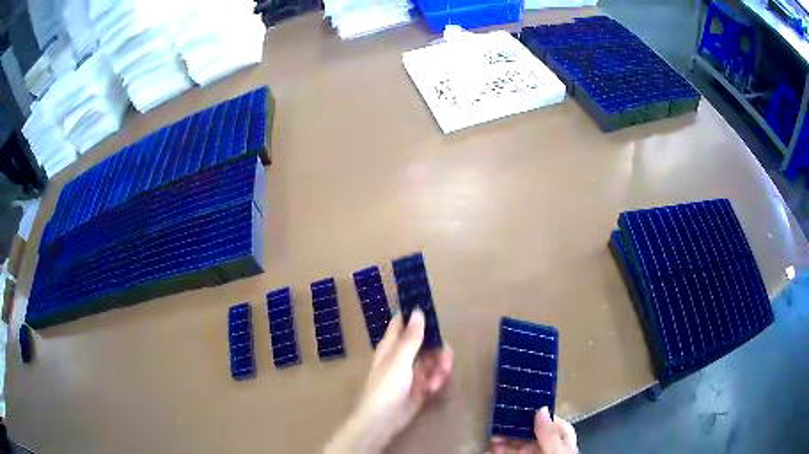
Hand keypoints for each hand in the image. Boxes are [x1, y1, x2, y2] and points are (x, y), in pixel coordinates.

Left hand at [325, 310, 453, 452]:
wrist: (382, 421)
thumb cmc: (386, 388)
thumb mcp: (399, 361)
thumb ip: (411, 337)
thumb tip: (418, 311)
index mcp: (392, 345)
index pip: (404, 322)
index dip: (417, 316)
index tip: (435, 314)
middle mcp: (403, 355)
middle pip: (427, 341)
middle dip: (439, 350)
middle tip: (445, 361)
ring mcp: (413, 371)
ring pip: (434, 359)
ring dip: (440, 369)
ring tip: (437, 382)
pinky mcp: (421, 386)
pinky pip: (435, 376)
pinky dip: (437, 380)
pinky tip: (434, 390)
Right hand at [491, 407, 577, 453]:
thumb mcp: (557, 451)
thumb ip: (549, 434)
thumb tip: (541, 409)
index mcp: (562, 443)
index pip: (554, 424)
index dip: (541, 415)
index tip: (526, 407)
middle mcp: (547, 449)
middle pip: (532, 434)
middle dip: (517, 427)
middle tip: (503, 419)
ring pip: (517, 445)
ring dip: (505, 438)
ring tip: (492, 433)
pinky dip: (499, 450)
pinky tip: (491, 447)